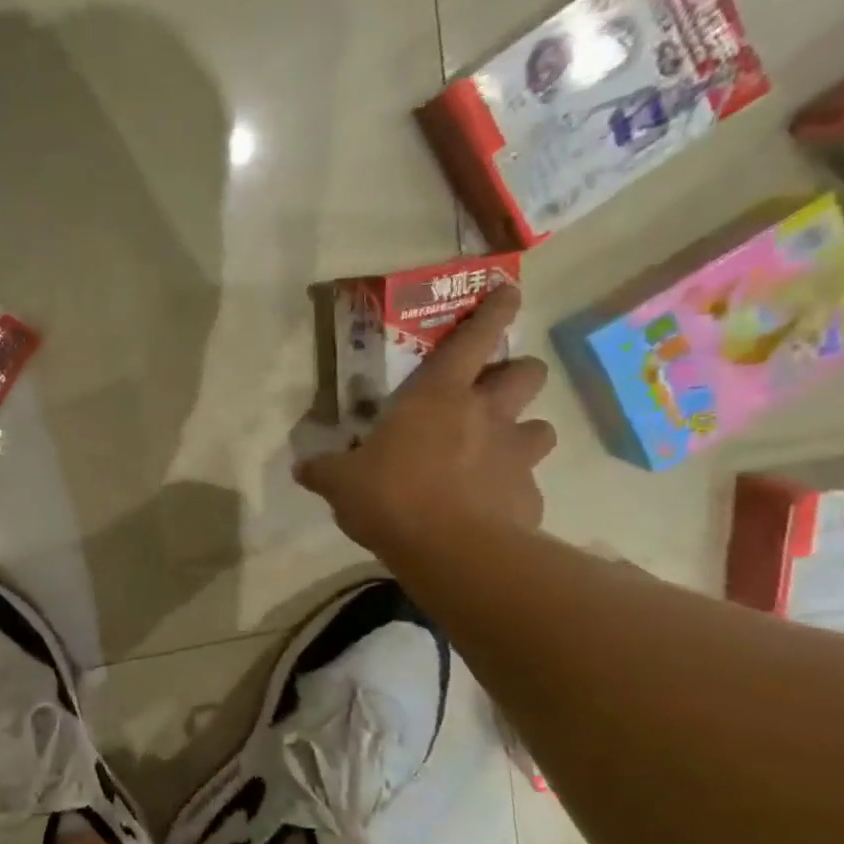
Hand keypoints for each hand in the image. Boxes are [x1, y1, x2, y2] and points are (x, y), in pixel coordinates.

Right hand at [296, 285, 556, 552]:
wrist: (452, 551)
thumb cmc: (391, 497)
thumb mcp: (341, 484)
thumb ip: (325, 471)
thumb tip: (302, 467)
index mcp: (437, 397)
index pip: (473, 339)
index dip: (493, 311)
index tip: (509, 292)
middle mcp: (487, 415)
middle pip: (526, 373)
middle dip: (516, 373)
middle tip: (495, 391)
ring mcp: (515, 454)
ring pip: (541, 427)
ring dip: (523, 433)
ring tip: (499, 452)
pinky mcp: (529, 496)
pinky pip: (526, 483)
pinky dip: (511, 488)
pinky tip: (489, 508)